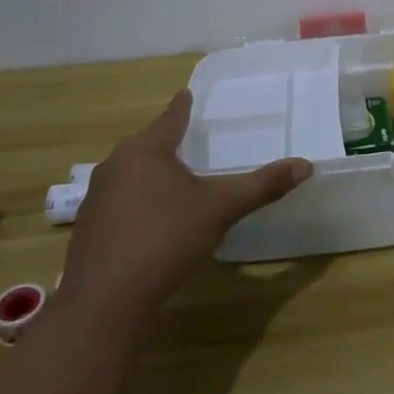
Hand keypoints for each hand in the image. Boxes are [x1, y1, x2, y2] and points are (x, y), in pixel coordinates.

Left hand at [60, 90, 311, 314]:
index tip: (186, 93)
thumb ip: (261, 186)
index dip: (182, 106)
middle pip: (146, 144)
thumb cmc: (165, 239)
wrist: (106, 299)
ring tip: (173, 178)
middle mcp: (115, 165)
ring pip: (130, 172)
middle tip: (188, 138)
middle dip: (166, 140)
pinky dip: (137, 199)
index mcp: (146, 151)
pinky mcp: (88, 227)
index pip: (170, 118)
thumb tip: (306, 165)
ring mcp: (97, 197)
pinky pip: (119, 199)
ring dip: (150, 172)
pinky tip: (151, 219)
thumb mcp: (220, 209)